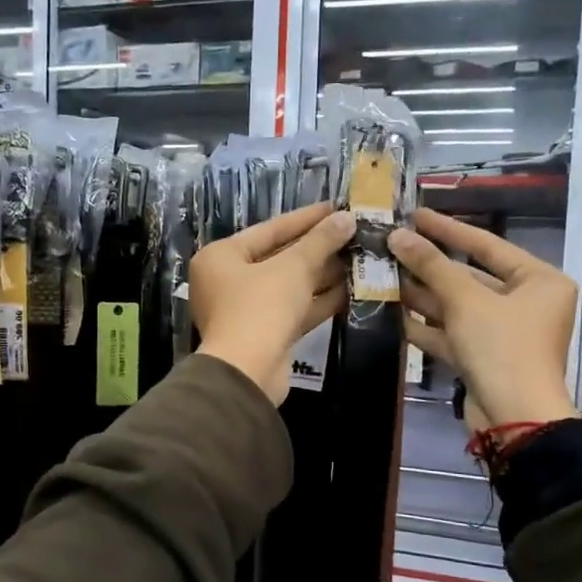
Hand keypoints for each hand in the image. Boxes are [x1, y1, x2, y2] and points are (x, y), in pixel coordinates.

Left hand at [191, 204, 353, 403]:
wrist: (248, 373)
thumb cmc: (260, 307)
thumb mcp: (293, 268)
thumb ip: (320, 241)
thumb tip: (346, 218)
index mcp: (220, 257)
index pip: (269, 229)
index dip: (306, 218)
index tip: (337, 207)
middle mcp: (227, 281)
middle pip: (279, 257)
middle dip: (318, 248)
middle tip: (354, 233)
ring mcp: (246, 310)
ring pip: (289, 286)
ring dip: (323, 274)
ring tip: (360, 258)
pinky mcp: (265, 335)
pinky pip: (294, 309)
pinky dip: (319, 300)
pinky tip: (353, 289)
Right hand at [388, 208, 578, 428]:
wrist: (515, 419)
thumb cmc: (502, 348)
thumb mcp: (466, 301)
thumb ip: (431, 265)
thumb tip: (397, 235)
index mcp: (539, 281)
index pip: (487, 245)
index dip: (448, 229)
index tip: (414, 215)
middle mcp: (526, 303)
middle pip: (469, 277)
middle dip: (429, 267)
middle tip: (391, 248)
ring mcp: (504, 333)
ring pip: (457, 306)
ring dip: (422, 295)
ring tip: (383, 276)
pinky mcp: (484, 358)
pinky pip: (453, 333)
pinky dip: (426, 325)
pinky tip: (393, 314)